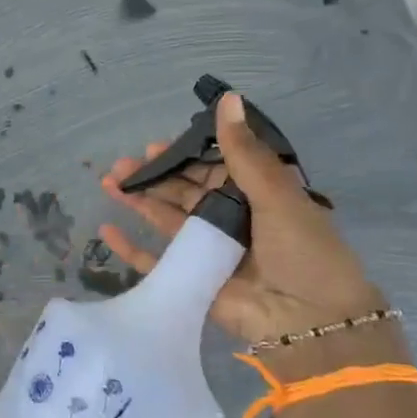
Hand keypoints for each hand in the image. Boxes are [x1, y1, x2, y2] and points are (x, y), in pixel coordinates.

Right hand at [101, 92, 385, 349]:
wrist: (309, 319)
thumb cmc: (302, 250)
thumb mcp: (276, 194)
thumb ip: (243, 152)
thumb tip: (227, 97)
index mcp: (255, 197)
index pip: (212, 169)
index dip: (183, 156)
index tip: (155, 145)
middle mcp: (230, 221)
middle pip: (183, 193)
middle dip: (153, 177)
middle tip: (121, 166)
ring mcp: (208, 251)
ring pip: (166, 220)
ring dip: (138, 202)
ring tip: (109, 184)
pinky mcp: (191, 280)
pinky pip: (155, 261)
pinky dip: (131, 248)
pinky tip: (107, 230)